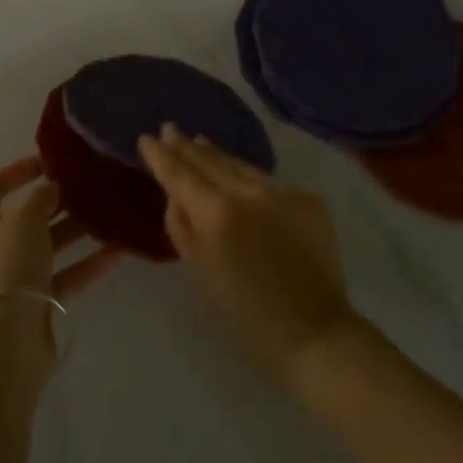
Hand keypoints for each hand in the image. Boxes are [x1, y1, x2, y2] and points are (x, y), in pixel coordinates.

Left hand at [0, 155, 122, 340]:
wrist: (3, 344)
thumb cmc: (6, 267)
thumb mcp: (24, 220)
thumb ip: (40, 198)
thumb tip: (50, 187)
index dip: (19, 170)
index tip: (51, 161)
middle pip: (27, 216)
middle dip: (57, 202)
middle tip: (89, 187)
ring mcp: (15, 277)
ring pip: (50, 245)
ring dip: (78, 230)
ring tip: (111, 213)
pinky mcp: (37, 304)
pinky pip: (66, 275)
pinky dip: (88, 263)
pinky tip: (119, 249)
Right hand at [140, 125, 359, 389]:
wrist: (316, 334)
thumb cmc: (247, 315)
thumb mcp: (201, 272)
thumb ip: (183, 228)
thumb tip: (176, 197)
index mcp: (217, 213)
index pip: (180, 173)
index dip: (161, 155)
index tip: (146, 138)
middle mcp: (248, 192)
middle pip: (209, 161)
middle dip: (186, 146)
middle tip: (170, 129)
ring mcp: (281, 191)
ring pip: (240, 165)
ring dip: (216, 155)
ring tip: (199, 142)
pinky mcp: (307, 199)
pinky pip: (267, 182)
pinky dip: (248, 178)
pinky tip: (239, 176)